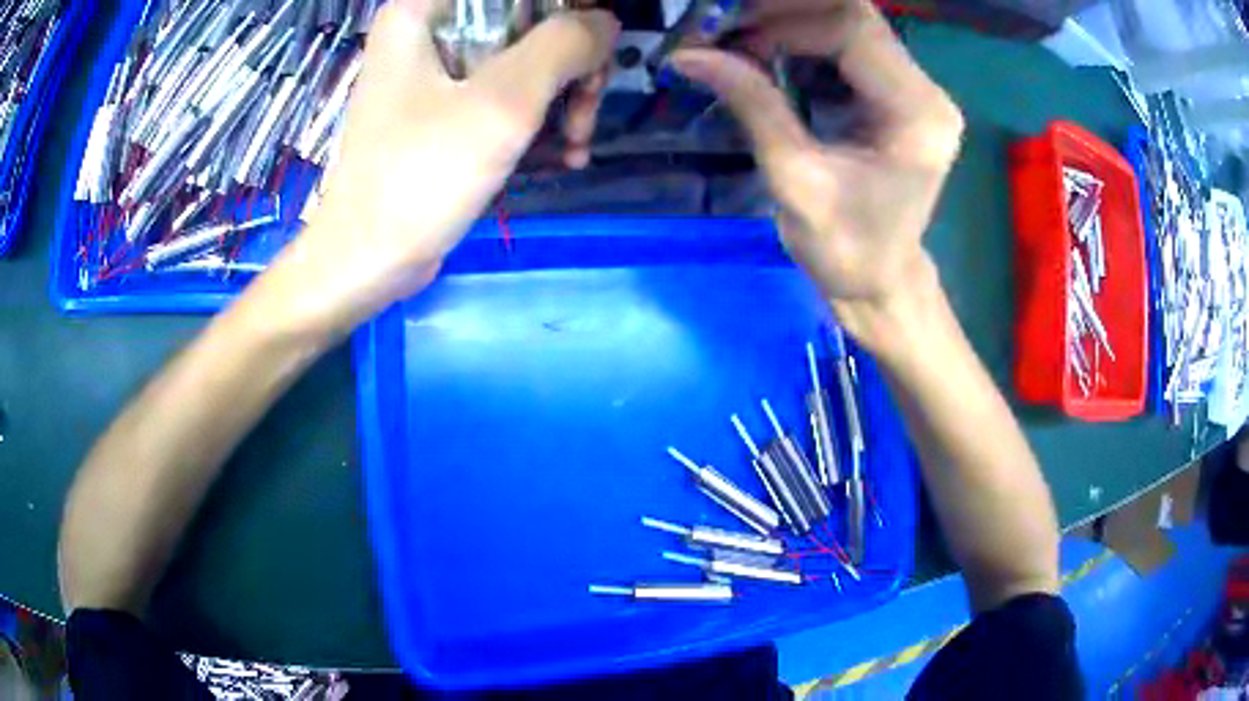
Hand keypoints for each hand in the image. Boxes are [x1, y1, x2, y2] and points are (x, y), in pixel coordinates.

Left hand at [258, 0, 619, 336]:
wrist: (367, 262)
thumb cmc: (420, 178)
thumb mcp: (502, 104)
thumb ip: (563, 46)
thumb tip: (605, 22)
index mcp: (426, 9)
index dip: (567, 13)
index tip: (593, 55)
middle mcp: (428, 29)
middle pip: (527, 19)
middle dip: (571, 62)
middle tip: (586, 109)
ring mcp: (436, 70)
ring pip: (524, 58)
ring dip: (563, 97)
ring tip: (577, 144)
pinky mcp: (443, 108)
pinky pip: (506, 93)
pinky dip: (538, 119)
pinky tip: (564, 155)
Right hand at [671, 0, 962, 350]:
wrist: (879, 283)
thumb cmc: (846, 249)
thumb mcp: (794, 179)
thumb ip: (753, 105)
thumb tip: (689, 56)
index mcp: (917, 114)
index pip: (854, 31)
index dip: (786, 21)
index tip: (728, 35)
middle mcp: (926, 92)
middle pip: (854, 19)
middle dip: (785, 16)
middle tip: (726, 28)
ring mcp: (915, 91)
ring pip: (848, 27)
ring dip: (789, 25)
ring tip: (737, 38)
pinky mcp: (897, 96)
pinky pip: (847, 48)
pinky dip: (800, 42)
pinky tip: (763, 51)